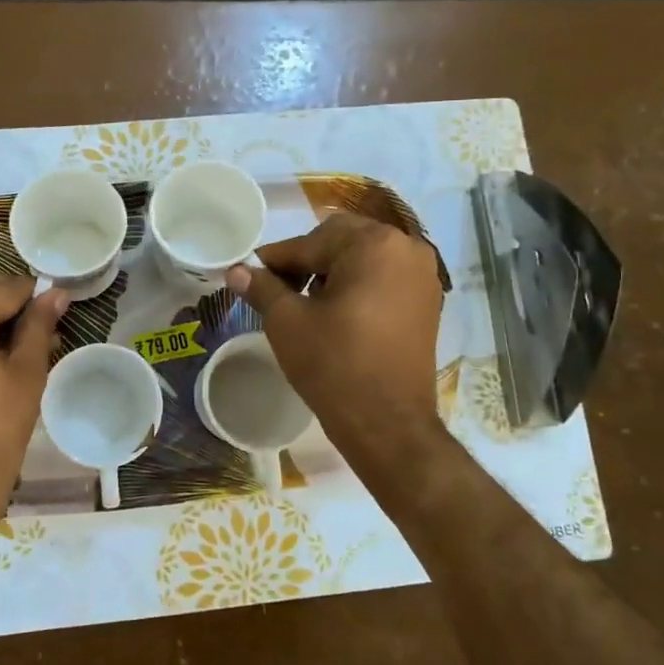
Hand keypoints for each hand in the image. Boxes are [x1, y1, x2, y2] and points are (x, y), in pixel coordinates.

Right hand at [229, 214, 445, 474]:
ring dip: (332, 271)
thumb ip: (261, 287)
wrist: (387, 424)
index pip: (310, 242)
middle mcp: (406, 247)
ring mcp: (423, 274)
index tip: (249, 274)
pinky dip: (357, 285)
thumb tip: (236, 270)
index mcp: (373, 244)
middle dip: (307, 260)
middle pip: (341, 240)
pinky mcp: (427, 301)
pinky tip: (336, 312)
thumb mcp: (287, 322)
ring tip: (306, 303)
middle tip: (278, 289)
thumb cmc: (334, 365)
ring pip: (364, 257)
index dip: (275, 260)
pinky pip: (384, 277)